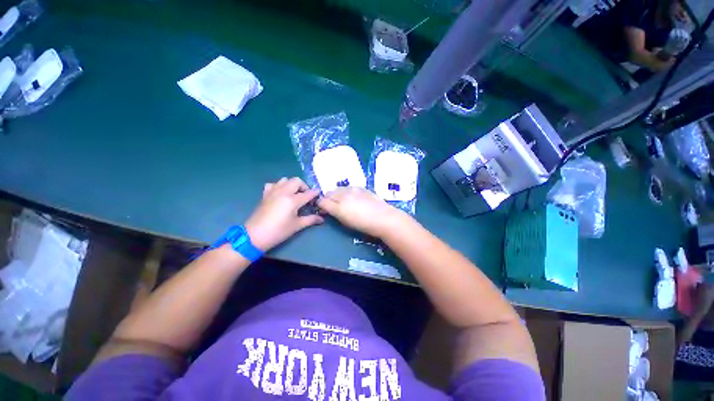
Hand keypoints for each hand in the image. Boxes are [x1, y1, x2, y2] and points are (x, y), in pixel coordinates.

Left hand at [245, 177, 322, 250]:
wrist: (255, 236)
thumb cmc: (278, 231)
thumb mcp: (297, 226)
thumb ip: (310, 220)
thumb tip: (322, 219)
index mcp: (292, 200)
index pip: (308, 193)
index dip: (315, 193)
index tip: (319, 195)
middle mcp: (283, 192)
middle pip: (297, 181)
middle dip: (304, 186)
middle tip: (306, 196)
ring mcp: (273, 192)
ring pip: (285, 180)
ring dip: (292, 184)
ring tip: (294, 194)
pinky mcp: (265, 194)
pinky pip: (273, 184)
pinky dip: (279, 186)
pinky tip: (280, 195)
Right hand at [317, 187, 406, 238]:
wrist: (384, 218)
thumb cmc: (364, 225)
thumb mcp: (345, 222)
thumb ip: (334, 213)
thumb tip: (327, 209)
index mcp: (339, 206)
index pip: (322, 201)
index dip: (321, 205)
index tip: (324, 210)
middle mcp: (344, 194)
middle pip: (329, 193)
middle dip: (328, 198)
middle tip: (333, 206)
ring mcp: (353, 189)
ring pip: (338, 189)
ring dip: (337, 194)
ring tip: (344, 202)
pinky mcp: (361, 187)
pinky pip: (349, 188)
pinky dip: (347, 192)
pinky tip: (354, 198)